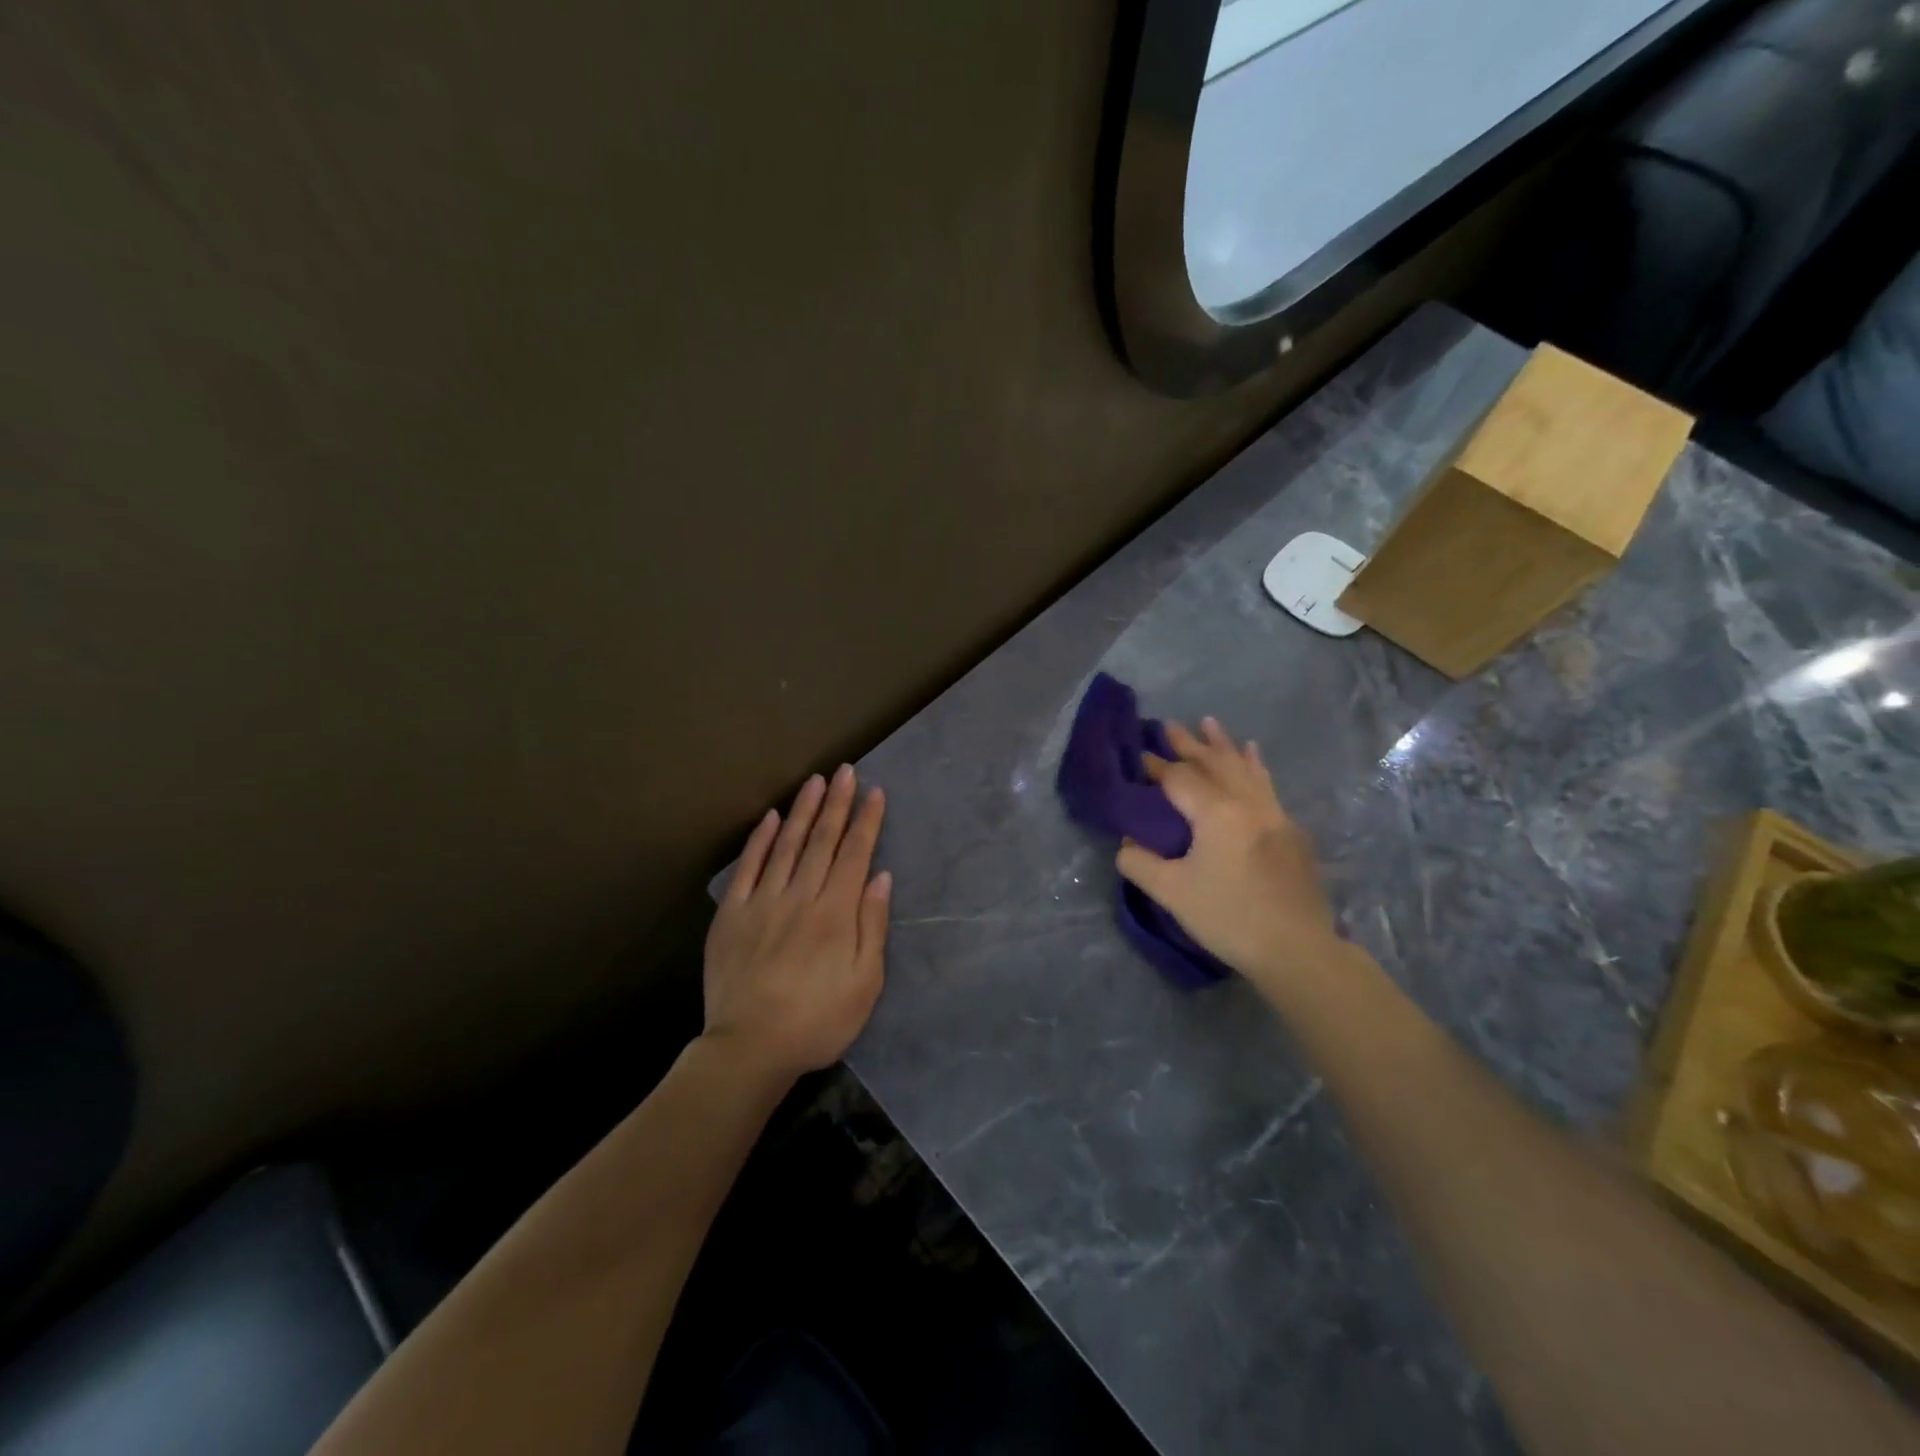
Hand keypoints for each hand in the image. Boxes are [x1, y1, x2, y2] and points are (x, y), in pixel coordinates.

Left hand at [704, 765, 891, 1078]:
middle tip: (846, 771)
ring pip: (787, 845)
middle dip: (837, 803)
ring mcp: (763, 902)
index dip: (866, 821)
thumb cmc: (818, 1021)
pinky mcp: (732, 915)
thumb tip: (881, 877)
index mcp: (835, 914)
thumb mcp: (864, 983)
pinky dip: (761, 840)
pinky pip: (748, 868)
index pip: (855, 855)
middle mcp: (800, 897)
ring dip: (803, 811)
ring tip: (815, 781)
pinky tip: (771, 818)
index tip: (874, 792)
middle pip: (822, 841)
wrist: (749, 1048)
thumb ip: (872, 926)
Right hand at [1116, 717, 1340, 997]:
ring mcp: (1274, 814)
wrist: (1296, 949)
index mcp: (1216, 814)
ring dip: (1224, 745)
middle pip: (1213, 764)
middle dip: (1188, 744)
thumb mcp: (1171, 893)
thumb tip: (1127, 842)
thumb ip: (1140, 862)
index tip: (1139, 756)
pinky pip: (1267, 785)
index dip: (1156, 767)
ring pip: (1244, 769)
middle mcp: (1247, 804)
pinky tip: (1254, 755)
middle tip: (1168, 725)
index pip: (1179, 779)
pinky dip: (1255, 766)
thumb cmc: (1228, 917)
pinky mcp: (1291, 831)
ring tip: (1210, 723)